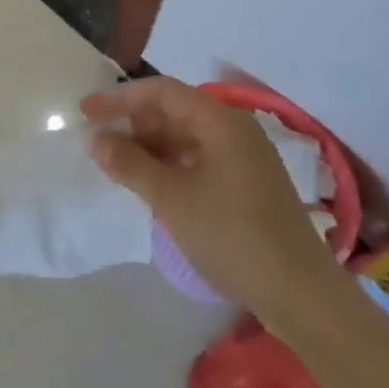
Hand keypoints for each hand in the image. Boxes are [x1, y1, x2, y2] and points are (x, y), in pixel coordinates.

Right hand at [81, 77, 339, 320]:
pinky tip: (151, 184)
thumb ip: (129, 163)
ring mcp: (244, 158)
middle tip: (99, 142)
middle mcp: (234, 129)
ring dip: (149, 146)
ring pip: (185, 136)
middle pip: (174, 110)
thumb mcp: (171, 198)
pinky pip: (199, 158)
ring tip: (117, 164)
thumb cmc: (232, 235)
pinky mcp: (248, 184)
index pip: (161, 91)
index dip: (120, 98)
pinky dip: (170, 164)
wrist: (302, 296)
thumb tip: (95, 139)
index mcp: (220, 121)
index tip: (86, 112)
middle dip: (134, 123)